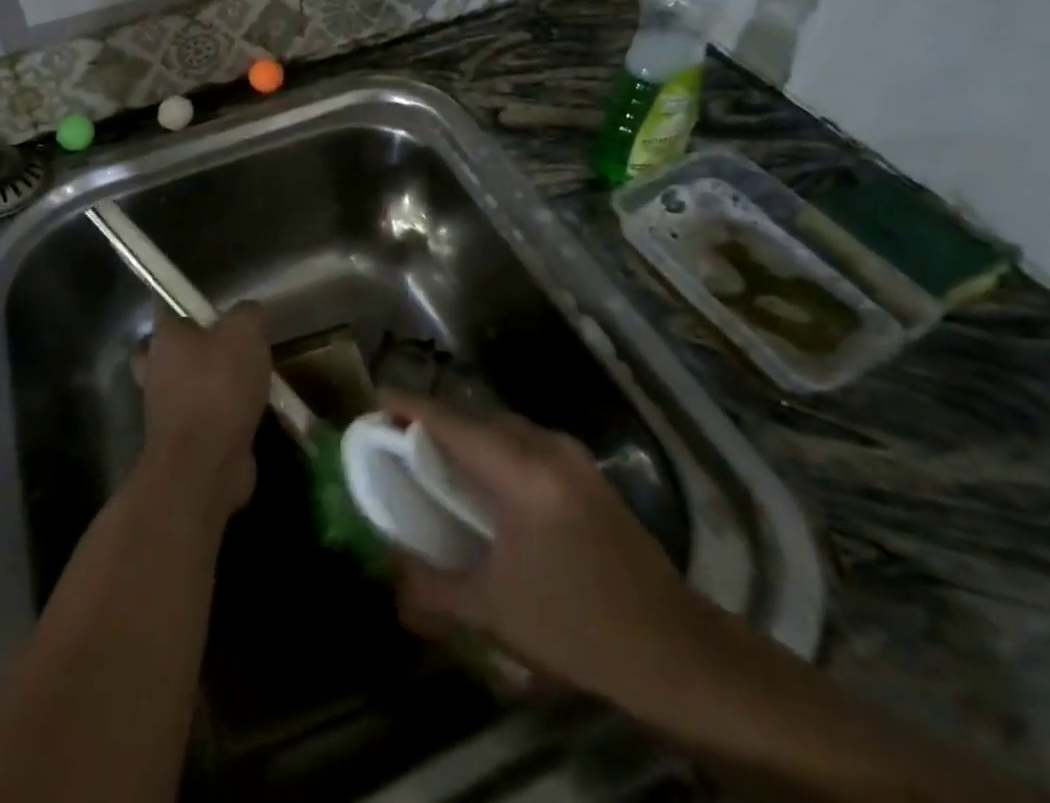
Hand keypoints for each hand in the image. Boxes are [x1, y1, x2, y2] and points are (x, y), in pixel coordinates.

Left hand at [140, 301, 271, 517]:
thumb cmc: (219, 386)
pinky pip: (201, 417)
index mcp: (164, 338)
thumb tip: (250, 313)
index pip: (166, 308)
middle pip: (168, 350)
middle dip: (192, 348)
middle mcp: (156, 370)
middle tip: (225, 346)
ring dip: (210, 384)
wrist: (204, 464)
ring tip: (249, 381)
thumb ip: (248, 314)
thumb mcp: (245, 332)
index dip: (188, 304)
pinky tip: (251, 413)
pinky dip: (222, 415)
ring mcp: (165, 409)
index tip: (216, 308)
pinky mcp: (181, 440)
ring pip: (185, 385)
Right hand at [384, 392, 713, 709]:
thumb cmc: (578, 625)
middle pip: (476, 415)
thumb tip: (389, 574)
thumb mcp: (496, 609)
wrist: (674, 649)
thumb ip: (433, 587)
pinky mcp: (587, 472)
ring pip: (503, 425)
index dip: (410, 405)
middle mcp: (546, 446)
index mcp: (521, 470)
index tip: (375, 400)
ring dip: (467, 433)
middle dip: (434, 418)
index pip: (452, 420)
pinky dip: (494, 447)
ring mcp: (572, 456)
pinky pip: (525, 441)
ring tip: (435, 458)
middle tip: (398, 438)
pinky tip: (485, 481)